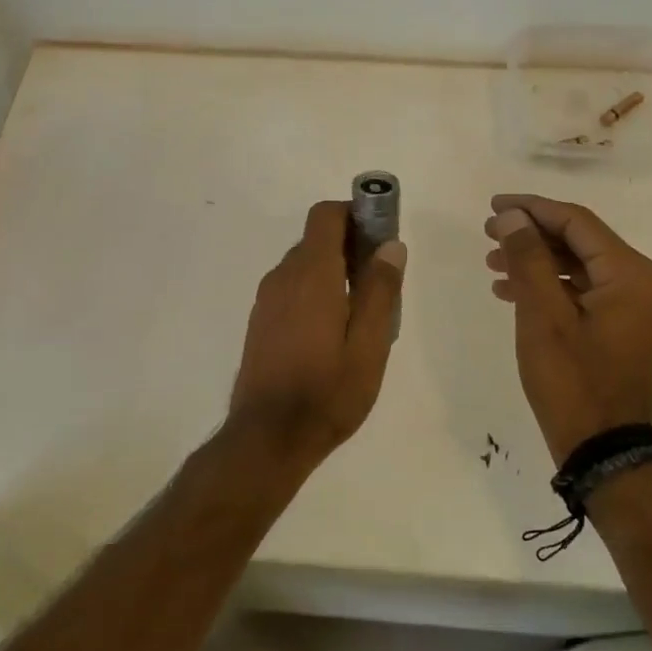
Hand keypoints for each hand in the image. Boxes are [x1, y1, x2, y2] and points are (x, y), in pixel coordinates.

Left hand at [226, 201, 407, 470]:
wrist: (268, 437)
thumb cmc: (327, 392)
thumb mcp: (369, 345)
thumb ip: (380, 291)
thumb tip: (391, 245)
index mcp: (311, 275)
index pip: (325, 216)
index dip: (354, 213)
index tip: (381, 235)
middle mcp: (283, 277)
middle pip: (316, 239)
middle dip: (350, 245)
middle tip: (380, 281)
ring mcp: (266, 300)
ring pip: (303, 265)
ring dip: (333, 270)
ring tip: (361, 312)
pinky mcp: (260, 321)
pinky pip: (291, 288)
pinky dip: (314, 290)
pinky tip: (332, 331)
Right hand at [484, 194, 651, 464]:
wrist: (604, 451)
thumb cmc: (572, 381)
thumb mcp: (542, 315)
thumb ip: (528, 258)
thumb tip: (512, 216)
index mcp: (631, 274)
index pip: (577, 222)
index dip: (532, 208)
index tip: (493, 205)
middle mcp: (643, 283)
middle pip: (581, 241)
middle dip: (532, 234)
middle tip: (487, 234)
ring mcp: (636, 308)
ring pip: (579, 267)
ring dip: (537, 261)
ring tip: (492, 262)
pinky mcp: (624, 329)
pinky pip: (584, 292)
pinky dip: (550, 287)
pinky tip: (512, 291)